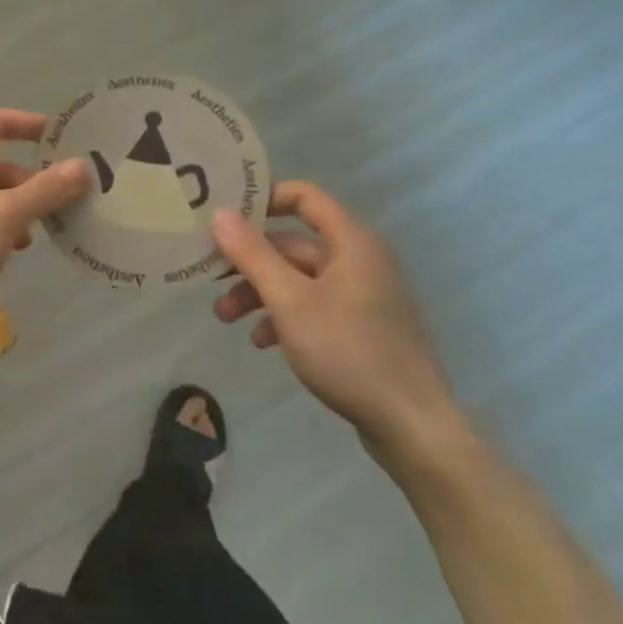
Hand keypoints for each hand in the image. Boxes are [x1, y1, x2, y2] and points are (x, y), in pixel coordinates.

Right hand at [210, 181, 460, 462]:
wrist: (412, 425)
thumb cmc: (348, 351)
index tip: (225, 217)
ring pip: (299, 279)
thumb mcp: (289, 301)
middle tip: (210, 276)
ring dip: (259, 293)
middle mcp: (359, 260)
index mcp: (351, 243)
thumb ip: (252, 255)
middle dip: (249, 261)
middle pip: (293, 244)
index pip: (304, 197)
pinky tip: (262, 342)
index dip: (264, 199)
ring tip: (224, 317)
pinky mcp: (361, 327)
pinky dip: (284, 317)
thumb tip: (219, 213)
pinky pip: (314, 307)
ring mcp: (362, 296)